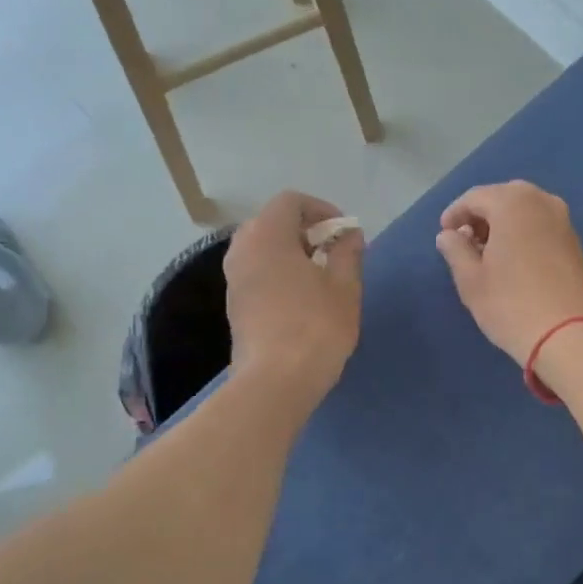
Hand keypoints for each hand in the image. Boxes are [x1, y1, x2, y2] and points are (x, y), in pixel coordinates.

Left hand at [224, 191, 364, 413]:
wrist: (275, 381)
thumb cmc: (316, 327)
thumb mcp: (345, 287)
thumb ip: (348, 252)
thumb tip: (349, 235)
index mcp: (267, 236)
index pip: (290, 202)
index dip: (320, 209)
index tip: (344, 232)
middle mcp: (242, 250)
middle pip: (272, 223)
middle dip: (305, 230)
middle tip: (333, 251)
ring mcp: (233, 279)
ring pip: (262, 250)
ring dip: (291, 253)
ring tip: (321, 277)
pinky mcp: (234, 306)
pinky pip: (257, 273)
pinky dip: (278, 273)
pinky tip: (302, 299)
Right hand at [435, 181, 582, 363]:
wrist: (570, 335)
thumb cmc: (511, 304)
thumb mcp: (470, 279)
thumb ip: (455, 249)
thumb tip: (448, 235)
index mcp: (512, 202)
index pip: (474, 197)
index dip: (454, 214)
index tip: (444, 235)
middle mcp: (542, 201)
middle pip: (502, 198)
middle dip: (481, 217)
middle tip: (465, 243)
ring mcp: (563, 220)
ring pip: (524, 211)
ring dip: (502, 225)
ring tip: (487, 255)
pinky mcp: (575, 241)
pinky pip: (540, 226)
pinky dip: (522, 234)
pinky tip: (512, 261)